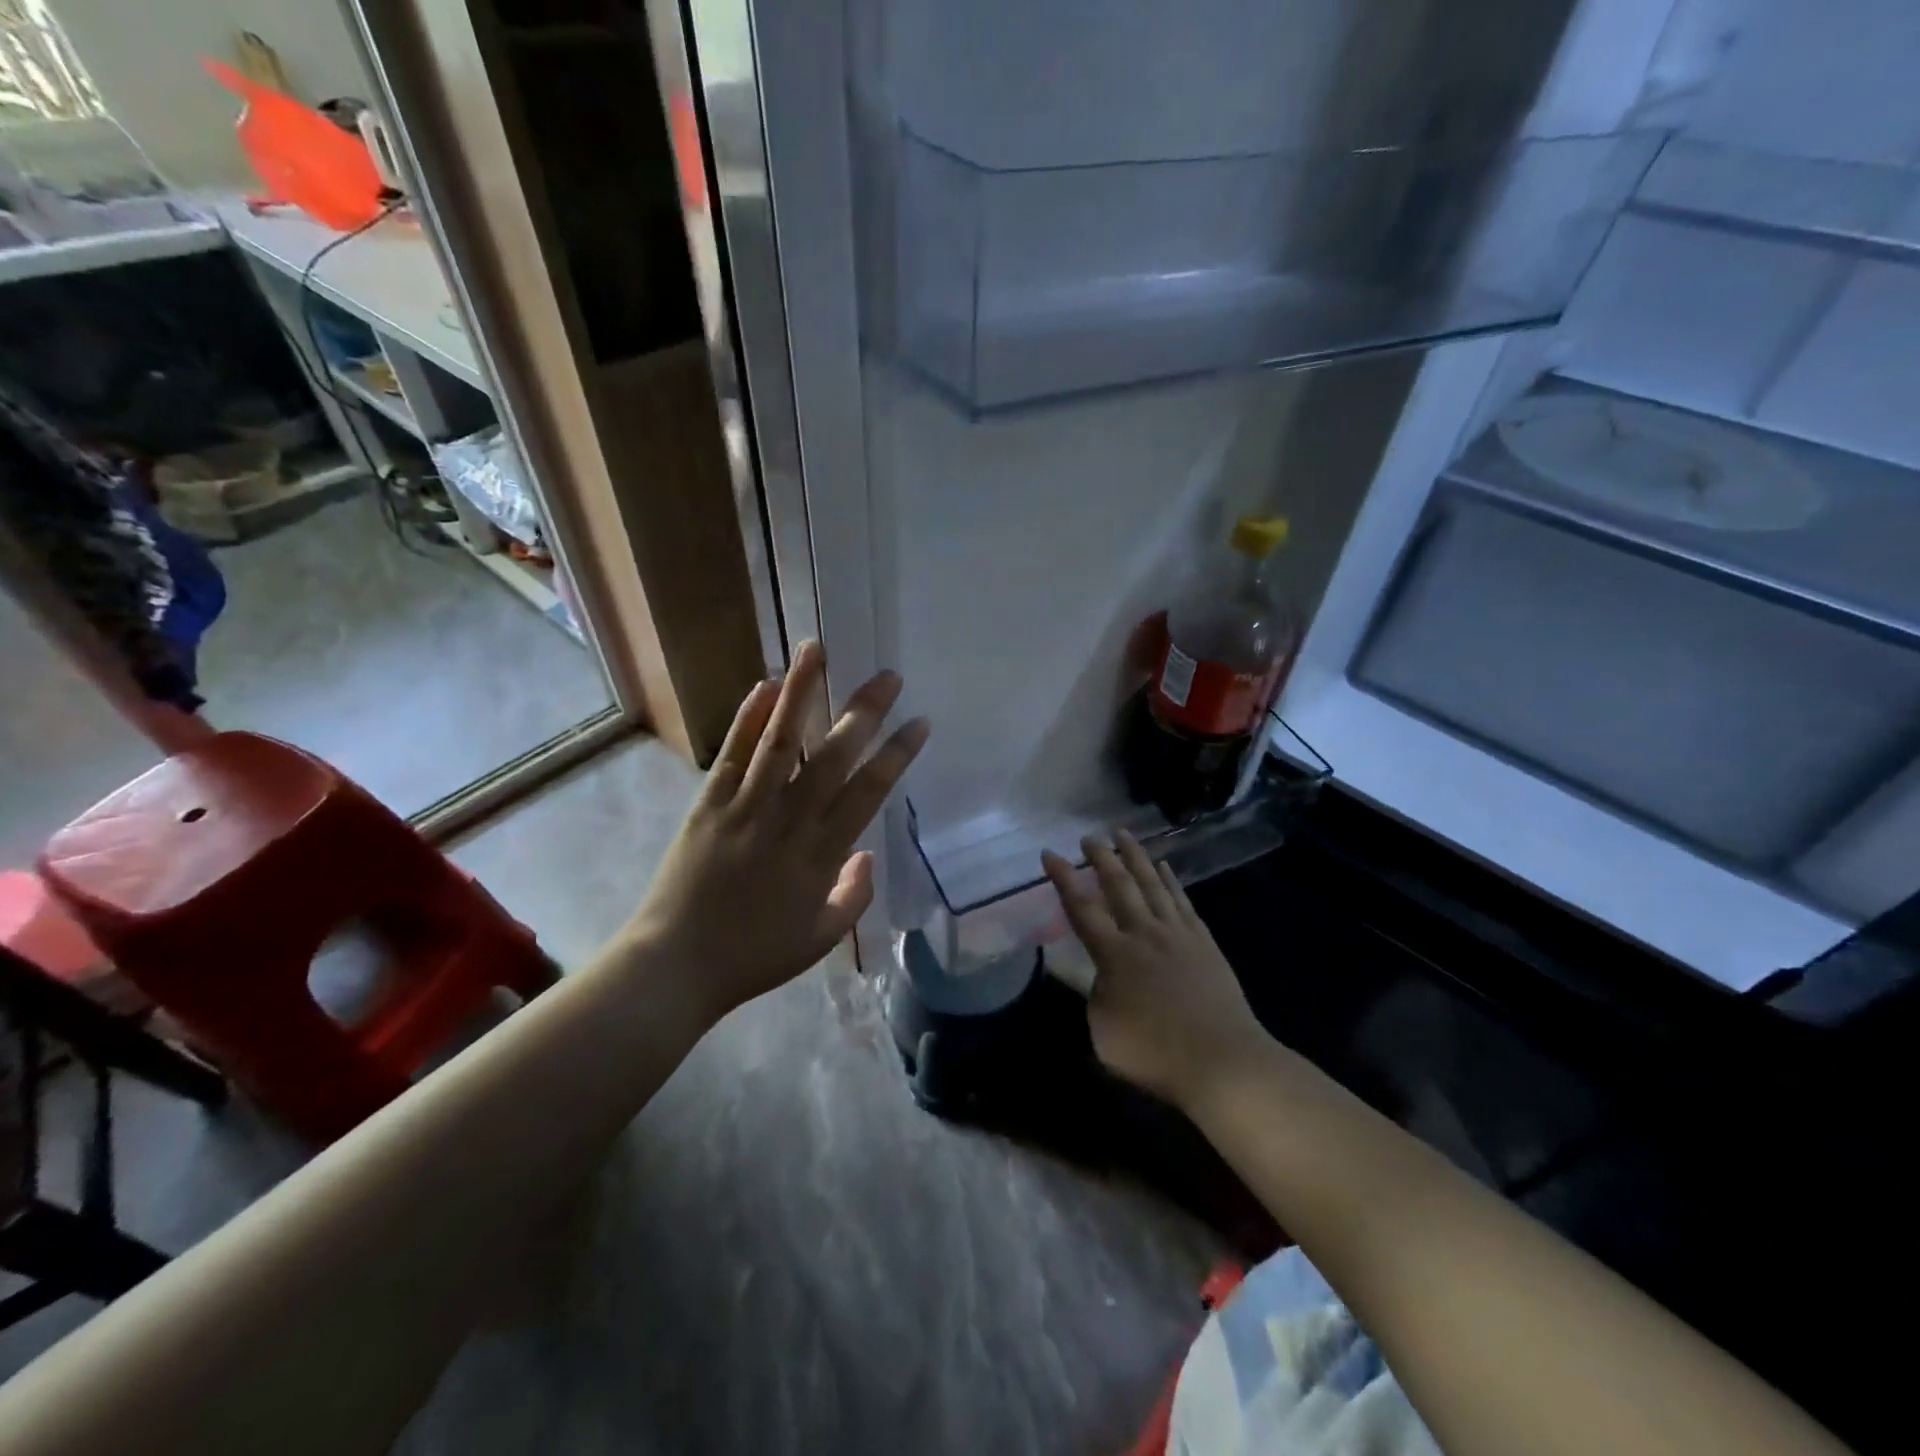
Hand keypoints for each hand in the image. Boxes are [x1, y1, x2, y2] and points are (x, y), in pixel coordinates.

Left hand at [623, 641, 928, 1020]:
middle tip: (887, 675)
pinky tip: (765, 685)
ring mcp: (746, 807)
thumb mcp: (820, 939)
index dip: (897, 754)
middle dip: (864, 711)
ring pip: (781, 740)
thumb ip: (854, 896)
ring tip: (816, 649)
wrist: (676, 965)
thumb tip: (867, 854)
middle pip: (833, 755)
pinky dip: (748, 717)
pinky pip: (733, 753)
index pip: (869, 792)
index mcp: (822, 854)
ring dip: (801, 691)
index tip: (919, 722)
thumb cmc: (754, 956)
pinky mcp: (709, 803)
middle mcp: (789, 820)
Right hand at [1043, 831, 1267, 1108]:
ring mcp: (1177, 934)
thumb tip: (1101, 976)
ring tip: (1123, 833)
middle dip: (1101, 857)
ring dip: (1136, 856)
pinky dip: (1171, 880)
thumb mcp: (1103, 1031)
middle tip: (1089, 836)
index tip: (1050, 853)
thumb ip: (1096, 995)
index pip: (1081, 908)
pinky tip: (1164, 867)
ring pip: (1152, 884)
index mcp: (1113, 955)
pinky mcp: (1203, 942)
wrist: (1222, 1061)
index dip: (1063, 879)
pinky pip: (1182, 901)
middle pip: (1119, 886)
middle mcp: (1143, 934)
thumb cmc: (1155, 1053)